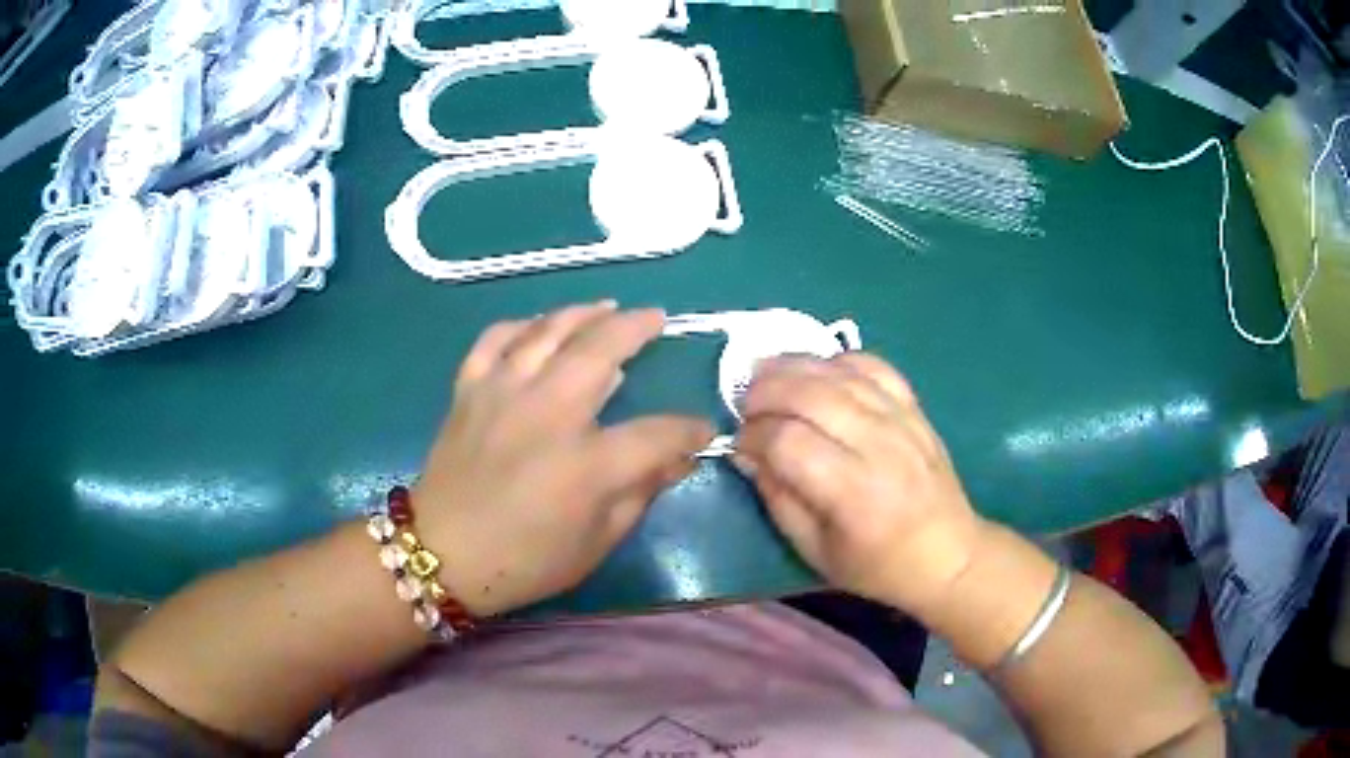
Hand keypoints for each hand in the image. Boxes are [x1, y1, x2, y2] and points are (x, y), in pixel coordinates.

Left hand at [413, 302, 713, 616]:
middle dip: (636, 328)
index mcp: (586, 464)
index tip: (701, 430)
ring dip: (583, 314)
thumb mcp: (595, 544)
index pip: (656, 433)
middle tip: (656, 319)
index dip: (687, 430)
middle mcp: (547, 413)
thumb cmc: (523, 561)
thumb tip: (677, 460)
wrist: (441, 554)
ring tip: (606, 307)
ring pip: (547, 331)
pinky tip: (537, 327)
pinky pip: (495, 339)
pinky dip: (520, 326)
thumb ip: (640, 496)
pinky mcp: (469, 390)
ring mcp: (502, 393)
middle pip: (601, 349)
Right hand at [735, 353, 986, 617]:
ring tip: (764, 373)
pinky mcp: (915, 409)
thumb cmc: (878, 566)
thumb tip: (745, 454)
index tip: (738, 443)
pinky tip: (817, 370)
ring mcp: (901, 421)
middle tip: (743, 403)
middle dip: (765, 391)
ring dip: (794, 366)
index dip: (753, 435)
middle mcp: (878, 446)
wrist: (948, 555)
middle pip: (811, 394)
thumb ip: (777, 499)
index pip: (788, 442)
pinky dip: (839, 360)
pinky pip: (874, 367)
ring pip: (839, 373)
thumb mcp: (816, 551)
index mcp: (852, 493)